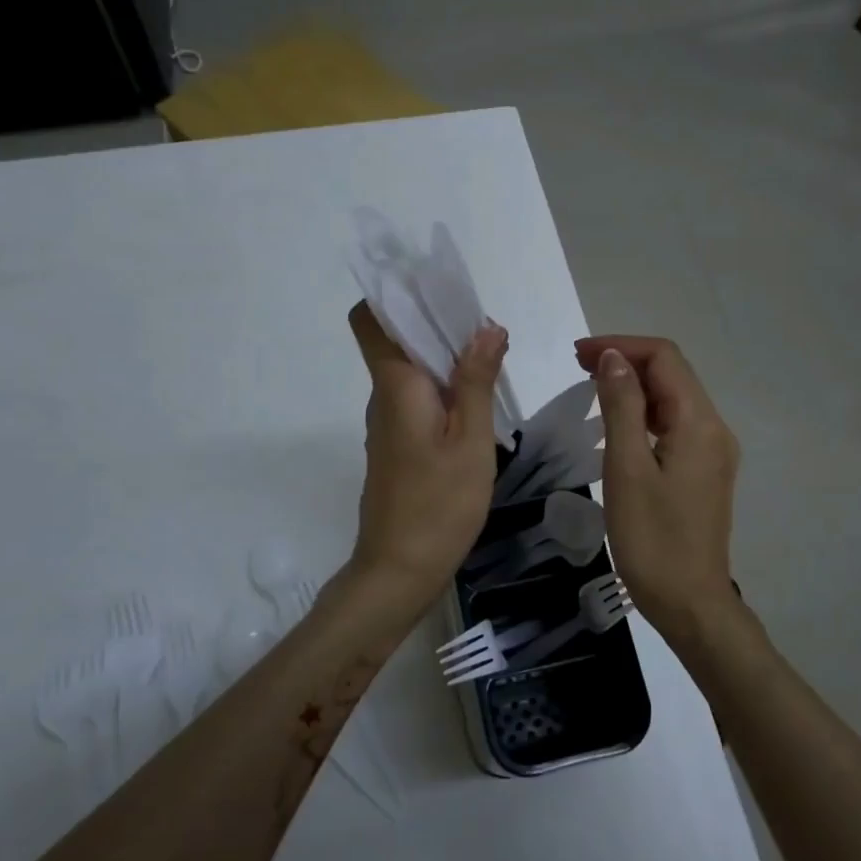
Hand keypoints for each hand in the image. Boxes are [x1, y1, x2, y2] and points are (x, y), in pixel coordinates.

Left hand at [347, 302, 508, 610]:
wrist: (398, 571)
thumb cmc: (438, 504)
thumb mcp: (471, 441)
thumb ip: (476, 381)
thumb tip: (486, 328)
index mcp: (395, 386)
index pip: (369, 320)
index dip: (393, 296)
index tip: (435, 289)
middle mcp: (383, 397)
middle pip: (396, 341)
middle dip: (436, 324)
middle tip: (486, 329)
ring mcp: (387, 424)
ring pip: (409, 372)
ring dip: (444, 358)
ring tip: (491, 361)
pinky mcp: (396, 446)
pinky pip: (415, 399)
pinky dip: (442, 389)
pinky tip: (476, 404)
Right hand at [574, 335, 741, 633]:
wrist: (690, 604)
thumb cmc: (652, 540)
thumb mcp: (626, 468)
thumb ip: (621, 406)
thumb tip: (614, 358)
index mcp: (699, 423)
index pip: (664, 358)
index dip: (621, 346)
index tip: (577, 355)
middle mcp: (714, 429)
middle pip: (672, 374)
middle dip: (626, 361)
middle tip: (578, 367)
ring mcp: (713, 452)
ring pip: (674, 399)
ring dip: (635, 386)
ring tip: (591, 389)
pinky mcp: (704, 472)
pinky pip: (675, 424)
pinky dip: (645, 413)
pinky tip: (618, 425)